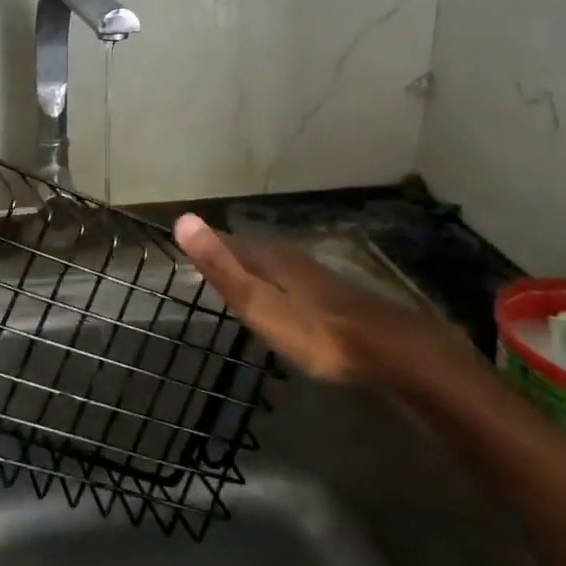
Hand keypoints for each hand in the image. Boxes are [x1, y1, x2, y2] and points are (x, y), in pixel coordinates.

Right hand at [172, 213, 456, 384]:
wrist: (383, 347)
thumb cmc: (312, 330)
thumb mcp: (258, 302)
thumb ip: (221, 266)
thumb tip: (183, 218)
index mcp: (267, 257)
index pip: (227, 242)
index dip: (206, 243)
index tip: (183, 244)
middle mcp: (288, 257)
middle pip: (249, 250)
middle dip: (227, 253)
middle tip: (204, 261)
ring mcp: (313, 274)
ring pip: (271, 263)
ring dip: (251, 267)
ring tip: (235, 277)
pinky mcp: (330, 294)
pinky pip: (289, 279)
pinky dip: (274, 282)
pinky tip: (279, 295)